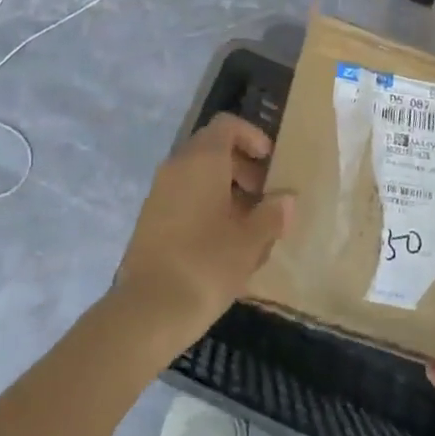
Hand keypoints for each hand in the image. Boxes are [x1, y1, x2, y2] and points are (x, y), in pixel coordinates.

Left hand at [112, 114, 293, 350]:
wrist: (148, 311)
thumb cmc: (206, 264)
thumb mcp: (250, 241)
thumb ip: (272, 215)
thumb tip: (286, 199)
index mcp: (202, 159)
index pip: (227, 125)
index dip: (251, 136)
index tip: (270, 162)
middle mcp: (177, 165)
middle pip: (212, 148)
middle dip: (242, 167)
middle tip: (264, 196)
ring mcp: (159, 191)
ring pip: (197, 175)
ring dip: (225, 190)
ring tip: (248, 225)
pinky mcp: (150, 218)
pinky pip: (183, 197)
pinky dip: (205, 206)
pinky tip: (222, 243)